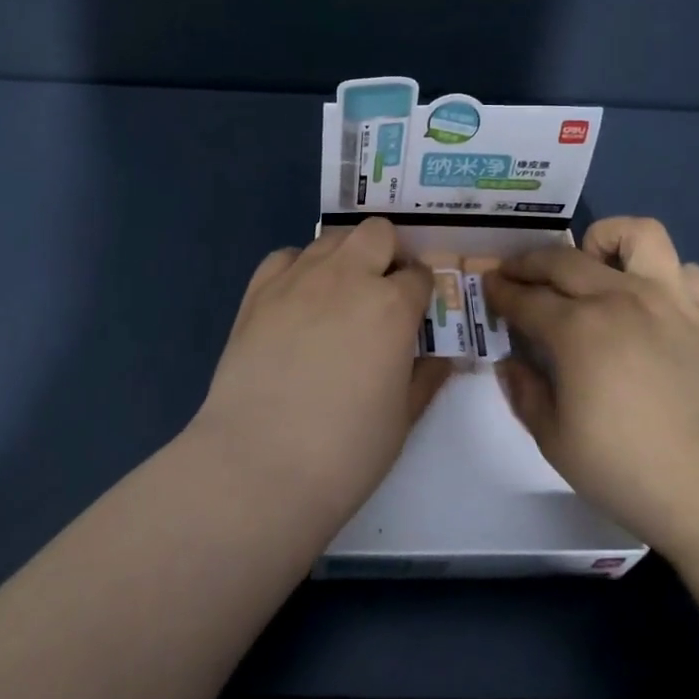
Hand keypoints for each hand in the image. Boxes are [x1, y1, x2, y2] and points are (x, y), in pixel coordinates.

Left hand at [187, 217, 451, 534]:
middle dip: (388, 254)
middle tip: (382, 293)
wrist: (259, 465)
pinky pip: (286, 256)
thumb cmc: (345, 451)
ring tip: (339, 297)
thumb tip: (440, 354)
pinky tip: (298, 300)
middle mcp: (347, 277)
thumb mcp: (404, 417)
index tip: (416, 314)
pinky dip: (300, 269)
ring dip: (346, 258)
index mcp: (392, 306)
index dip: (422, 292)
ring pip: (332, 239)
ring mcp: (298, 279)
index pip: (420, 274)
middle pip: (378, 233)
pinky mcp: (258, 292)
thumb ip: (426, 375)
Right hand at [484, 216, 698, 550]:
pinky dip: (661, 274)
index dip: (501, 291)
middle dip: (529, 261)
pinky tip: (651, 300)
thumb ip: (526, 395)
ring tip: (593, 264)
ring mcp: (670, 300)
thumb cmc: (631, 470)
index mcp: (577, 329)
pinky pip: (684, 269)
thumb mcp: (557, 443)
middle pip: (564, 259)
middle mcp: (619, 298)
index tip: (489, 287)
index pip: (526, 298)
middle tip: (516, 273)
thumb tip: (510, 364)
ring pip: (637, 235)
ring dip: (605, 240)